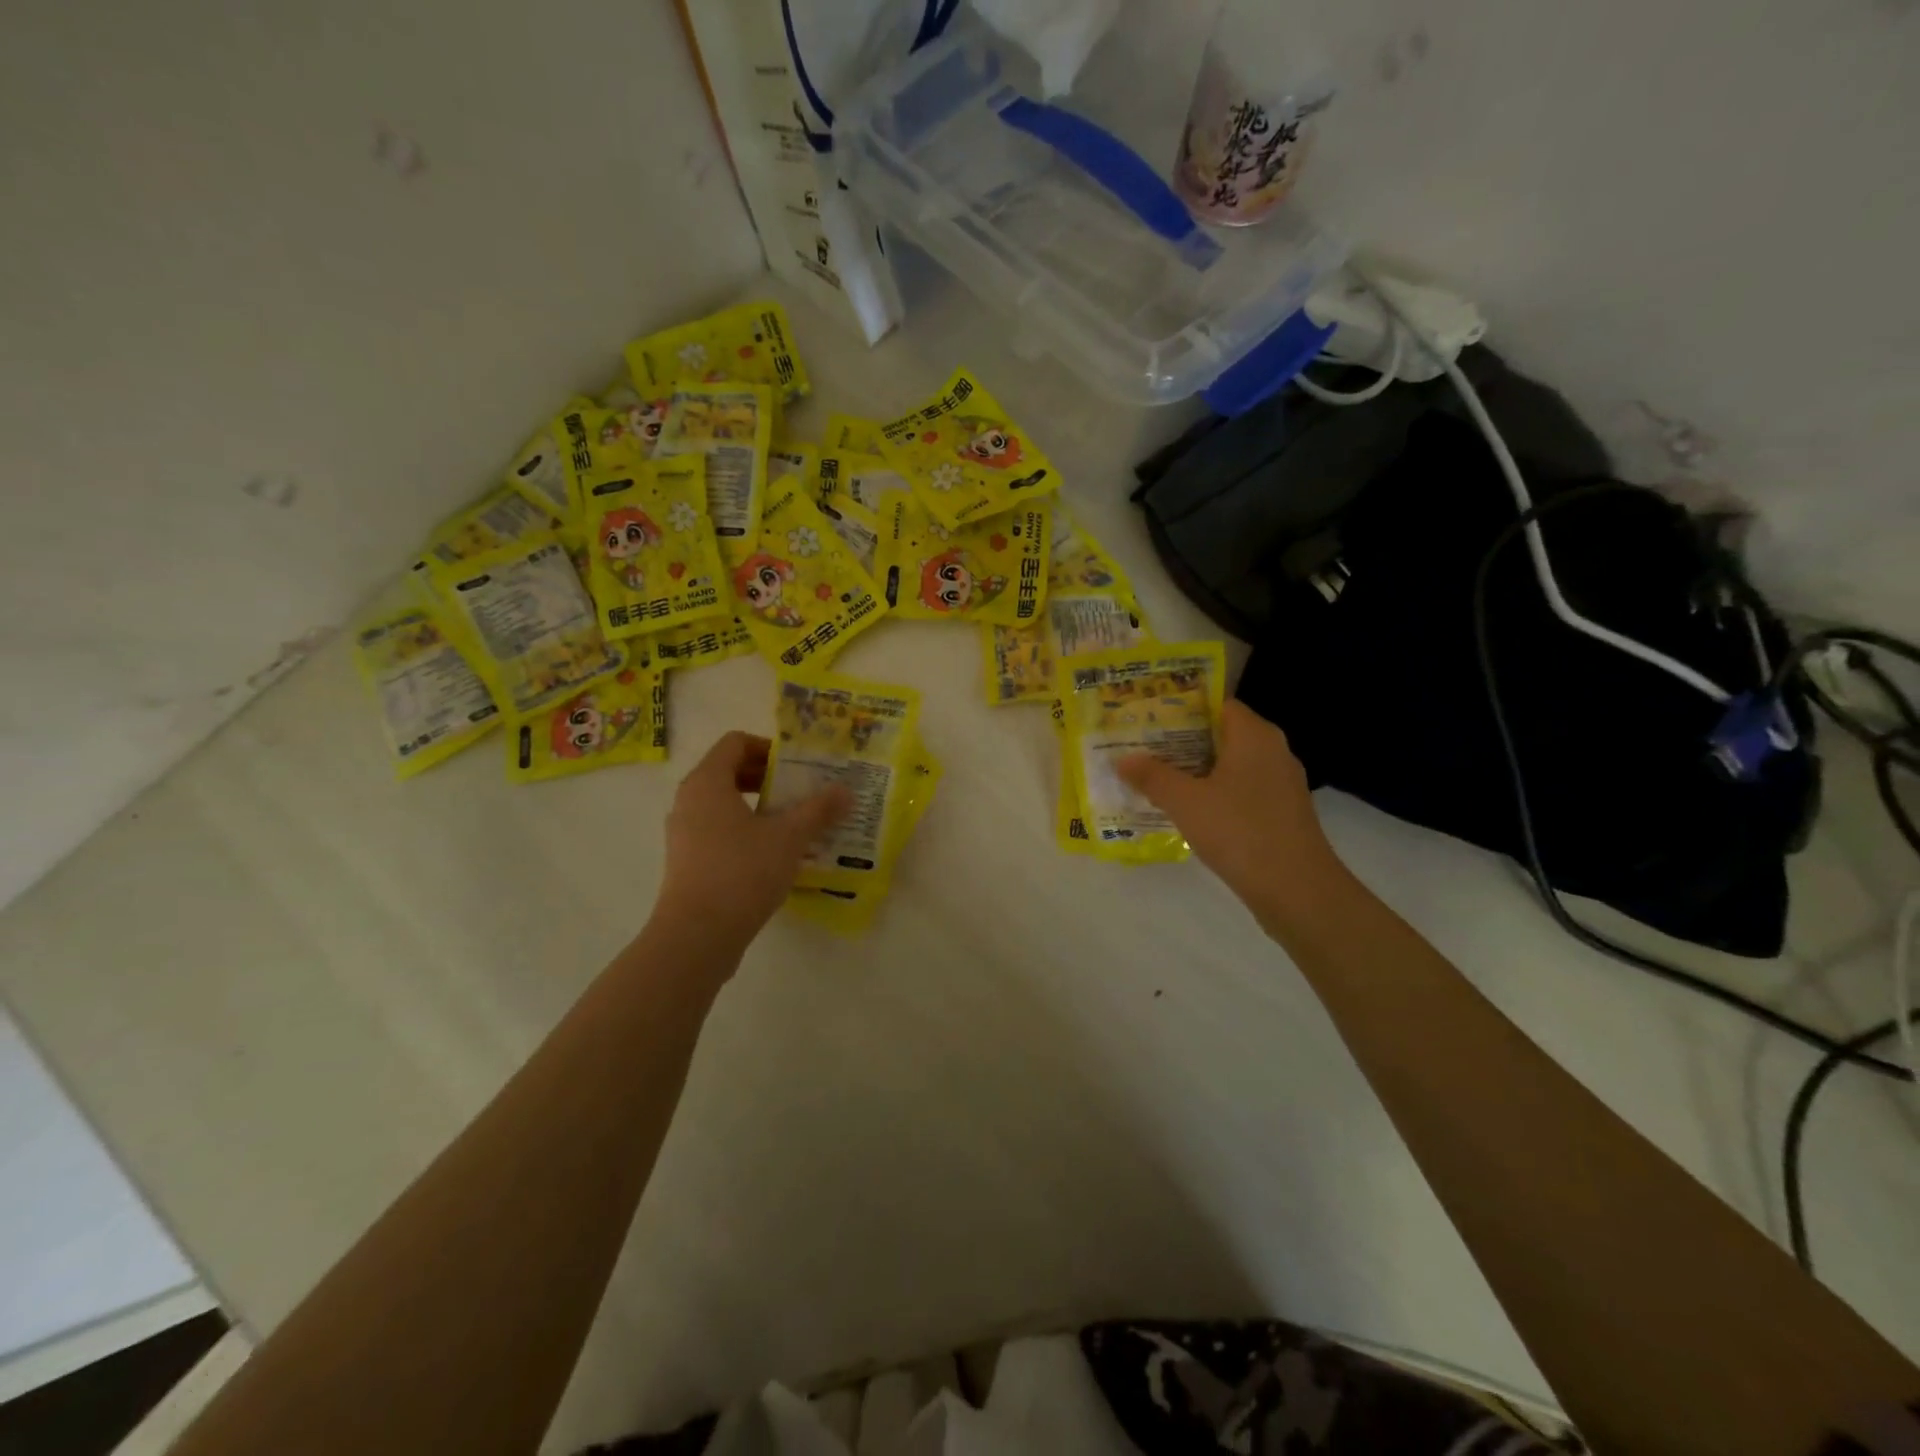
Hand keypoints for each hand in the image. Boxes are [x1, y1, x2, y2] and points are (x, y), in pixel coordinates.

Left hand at [654, 731, 849, 950]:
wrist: (697, 935)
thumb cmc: (742, 872)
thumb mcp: (790, 837)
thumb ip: (819, 809)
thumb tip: (846, 790)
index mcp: (707, 782)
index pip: (735, 743)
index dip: (768, 748)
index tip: (798, 767)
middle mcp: (689, 801)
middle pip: (729, 772)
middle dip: (768, 778)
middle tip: (802, 792)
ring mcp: (684, 833)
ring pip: (724, 804)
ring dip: (759, 807)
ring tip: (794, 824)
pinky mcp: (687, 862)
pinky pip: (718, 831)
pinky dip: (745, 831)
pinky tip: (774, 855)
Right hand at [1118, 699, 1347, 935]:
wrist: (1296, 890)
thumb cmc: (1239, 831)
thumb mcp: (1184, 801)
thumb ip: (1152, 776)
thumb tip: (1124, 759)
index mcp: (1254, 736)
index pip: (1217, 705)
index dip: (1182, 709)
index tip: (1150, 719)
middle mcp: (1273, 751)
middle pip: (1222, 735)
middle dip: (1183, 742)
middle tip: (1144, 749)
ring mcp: (1281, 784)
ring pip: (1231, 766)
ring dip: (1197, 771)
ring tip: (1157, 779)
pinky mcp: (1282, 812)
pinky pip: (1242, 791)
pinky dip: (1215, 794)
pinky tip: (1188, 811)